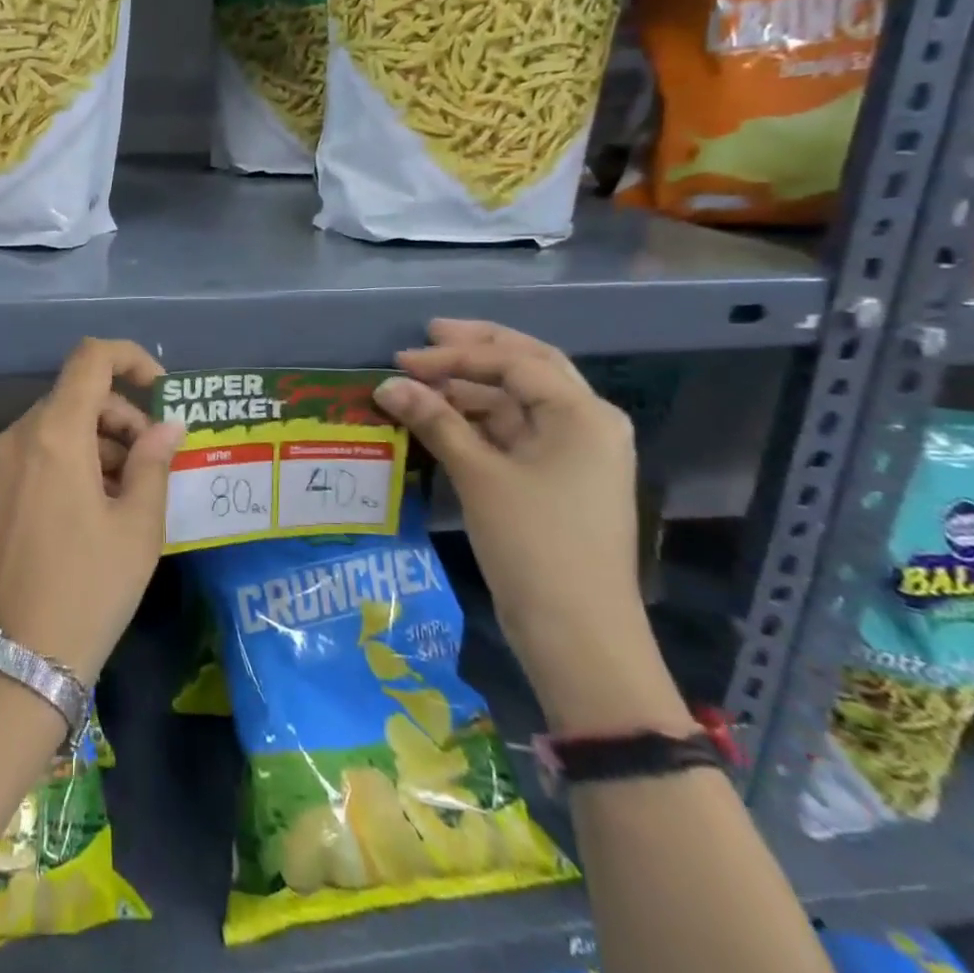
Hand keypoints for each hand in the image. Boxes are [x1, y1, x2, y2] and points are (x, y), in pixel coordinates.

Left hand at [0, 338, 185, 685]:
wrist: (19, 657)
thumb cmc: (89, 587)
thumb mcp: (138, 525)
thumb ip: (154, 462)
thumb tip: (167, 426)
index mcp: (55, 433)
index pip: (91, 358)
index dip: (131, 359)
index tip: (162, 392)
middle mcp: (22, 434)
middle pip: (79, 393)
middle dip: (124, 415)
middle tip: (154, 460)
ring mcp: (4, 460)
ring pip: (62, 421)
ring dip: (103, 439)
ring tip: (132, 491)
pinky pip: (44, 448)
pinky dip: (78, 457)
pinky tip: (101, 503)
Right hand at [373, 320, 690, 736]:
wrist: (579, 637)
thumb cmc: (534, 545)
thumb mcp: (480, 476)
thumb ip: (435, 421)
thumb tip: (387, 385)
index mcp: (582, 414)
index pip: (513, 362)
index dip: (454, 355)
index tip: (403, 359)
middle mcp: (587, 424)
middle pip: (527, 367)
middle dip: (476, 349)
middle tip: (427, 335)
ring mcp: (574, 453)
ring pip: (518, 400)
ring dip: (471, 388)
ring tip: (422, 382)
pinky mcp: (556, 479)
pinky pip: (514, 432)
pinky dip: (477, 420)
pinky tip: (442, 418)